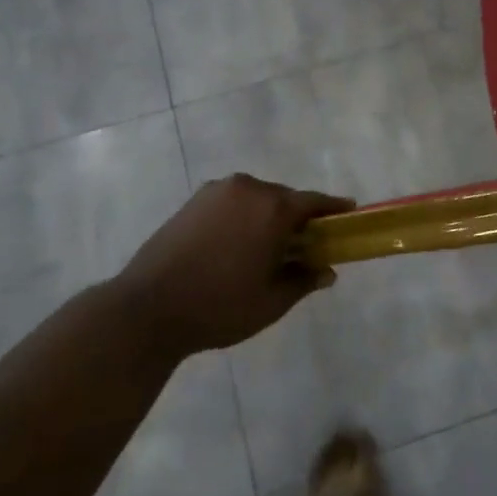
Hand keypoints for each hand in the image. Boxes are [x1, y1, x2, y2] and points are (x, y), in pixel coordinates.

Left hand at [115, 174, 354, 357]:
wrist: (148, 307)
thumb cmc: (219, 306)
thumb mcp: (271, 301)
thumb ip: (304, 280)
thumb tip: (326, 271)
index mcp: (272, 208)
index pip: (314, 202)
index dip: (333, 209)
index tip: (348, 213)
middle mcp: (247, 188)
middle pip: (284, 198)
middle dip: (298, 217)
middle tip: (306, 244)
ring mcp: (217, 191)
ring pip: (256, 199)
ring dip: (268, 216)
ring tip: (268, 247)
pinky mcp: (193, 200)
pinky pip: (232, 202)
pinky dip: (243, 216)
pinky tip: (237, 244)